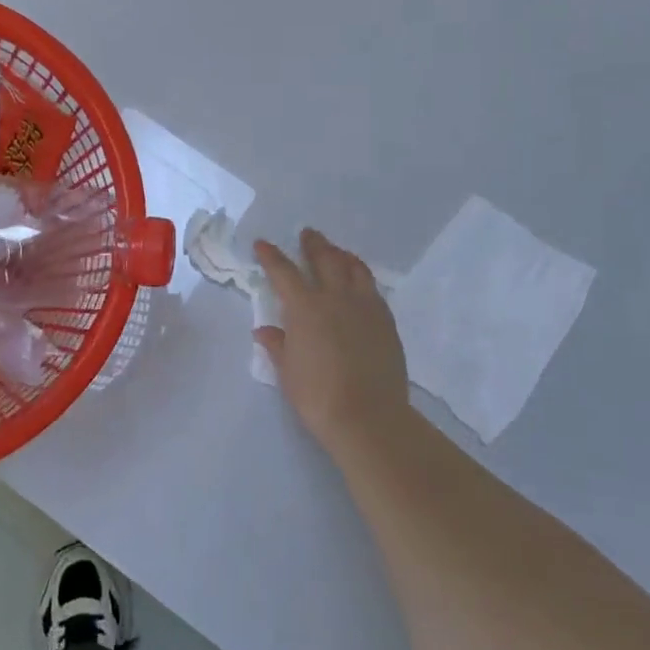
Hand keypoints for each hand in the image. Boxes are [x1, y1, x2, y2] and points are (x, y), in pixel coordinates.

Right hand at [254, 229, 411, 452]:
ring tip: (337, 252)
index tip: (263, 243)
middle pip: (325, 259)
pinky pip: (372, 288)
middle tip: (308, 234)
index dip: (272, 256)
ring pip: (355, 268)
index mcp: (305, 307)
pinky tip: (360, 283)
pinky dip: (362, 277)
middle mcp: (335, 297)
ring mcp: (365, 306)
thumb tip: (263, 330)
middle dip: (314, 244)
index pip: (284, 272)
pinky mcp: (386, 320)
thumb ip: (277, 345)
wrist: (368, 415)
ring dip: (342, 255)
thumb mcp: (288, 372)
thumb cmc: (318, 396)